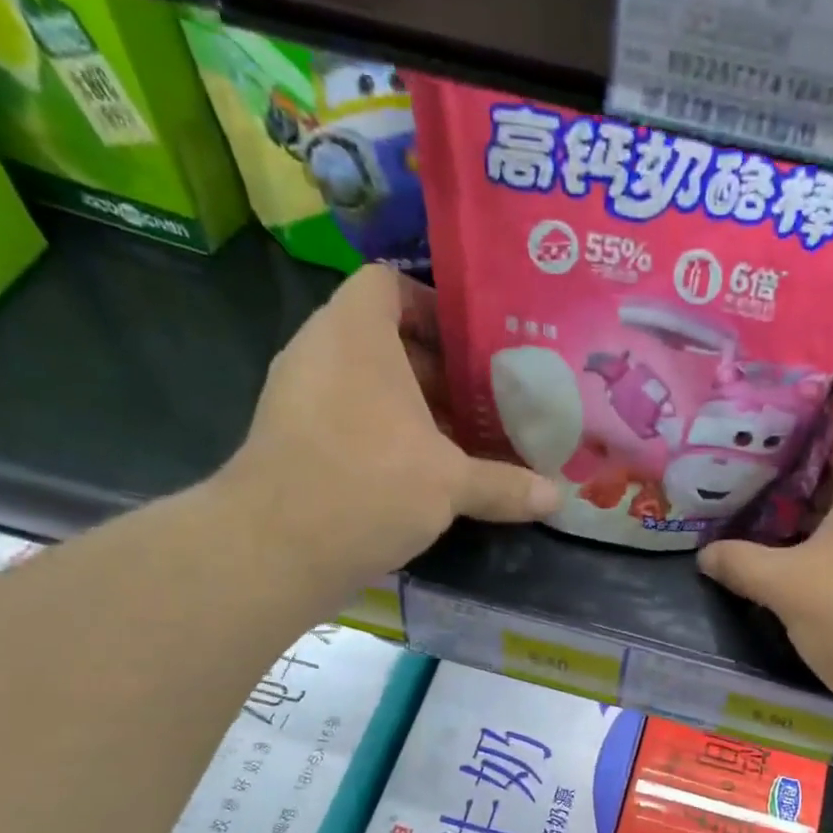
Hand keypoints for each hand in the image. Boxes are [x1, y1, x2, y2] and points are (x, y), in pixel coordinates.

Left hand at [213, 265, 558, 586]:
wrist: (276, 548)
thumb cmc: (370, 484)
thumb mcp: (450, 484)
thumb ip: (504, 485)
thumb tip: (556, 499)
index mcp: (355, 333)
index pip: (389, 284)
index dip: (434, 307)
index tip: (475, 347)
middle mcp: (321, 352)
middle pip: (385, 342)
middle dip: (438, 372)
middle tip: (486, 402)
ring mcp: (300, 397)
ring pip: (367, 387)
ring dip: (414, 411)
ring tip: (464, 443)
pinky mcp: (293, 441)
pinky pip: (348, 420)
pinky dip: (385, 438)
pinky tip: (424, 477)